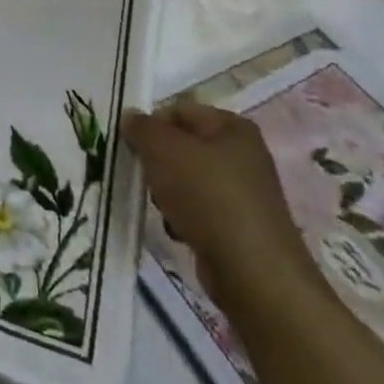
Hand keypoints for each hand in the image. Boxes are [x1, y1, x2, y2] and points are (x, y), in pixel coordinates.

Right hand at [123, 99, 320, 307]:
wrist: (253, 272)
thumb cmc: (207, 197)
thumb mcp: (163, 150)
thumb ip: (142, 127)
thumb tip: (130, 116)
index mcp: (233, 127)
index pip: (178, 111)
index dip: (150, 126)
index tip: (131, 147)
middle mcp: (243, 154)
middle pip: (182, 146)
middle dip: (158, 162)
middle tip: (146, 178)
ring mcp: (244, 192)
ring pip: (187, 179)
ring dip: (167, 192)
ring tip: (164, 208)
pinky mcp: (240, 226)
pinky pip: (199, 210)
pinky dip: (183, 217)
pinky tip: (179, 230)